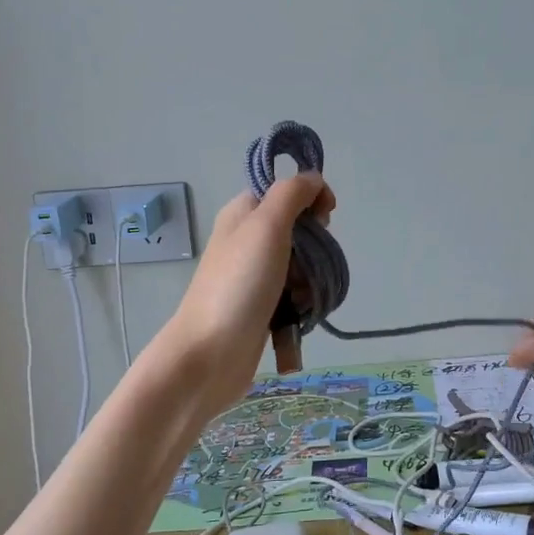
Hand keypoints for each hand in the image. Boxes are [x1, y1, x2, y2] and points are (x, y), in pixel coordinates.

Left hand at [158, 174, 334, 414]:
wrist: (209, 355)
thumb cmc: (239, 285)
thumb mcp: (266, 226)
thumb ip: (292, 194)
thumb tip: (313, 178)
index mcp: (242, 214)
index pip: (285, 191)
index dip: (310, 199)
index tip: (324, 219)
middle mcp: (246, 241)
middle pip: (299, 231)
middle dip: (315, 249)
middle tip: (305, 266)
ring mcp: (253, 278)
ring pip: (301, 268)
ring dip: (311, 283)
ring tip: (301, 301)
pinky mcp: (261, 310)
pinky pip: (294, 299)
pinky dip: (302, 308)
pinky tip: (298, 321)